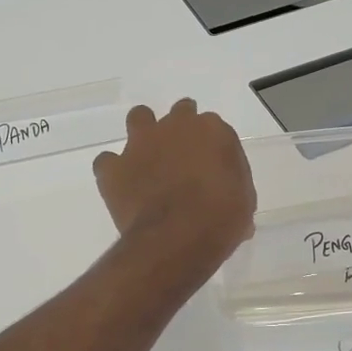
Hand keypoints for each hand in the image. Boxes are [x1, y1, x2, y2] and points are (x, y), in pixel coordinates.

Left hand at [94, 100, 256, 278]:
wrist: (178, 237)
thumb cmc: (221, 219)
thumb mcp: (243, 202)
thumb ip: (232, 187)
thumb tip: (228, 199)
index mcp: (213, 130)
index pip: (213, 127)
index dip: (211, 148)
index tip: (212, 167)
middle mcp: (175, 126)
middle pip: (179, 113)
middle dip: (180, 130)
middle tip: (182, 157)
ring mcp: (141, 143)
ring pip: (139, 118)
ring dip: (143, 134)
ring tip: (148, 160)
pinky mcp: (115, 166)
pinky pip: (107, 161)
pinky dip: (113, 171)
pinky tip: (122, 186)